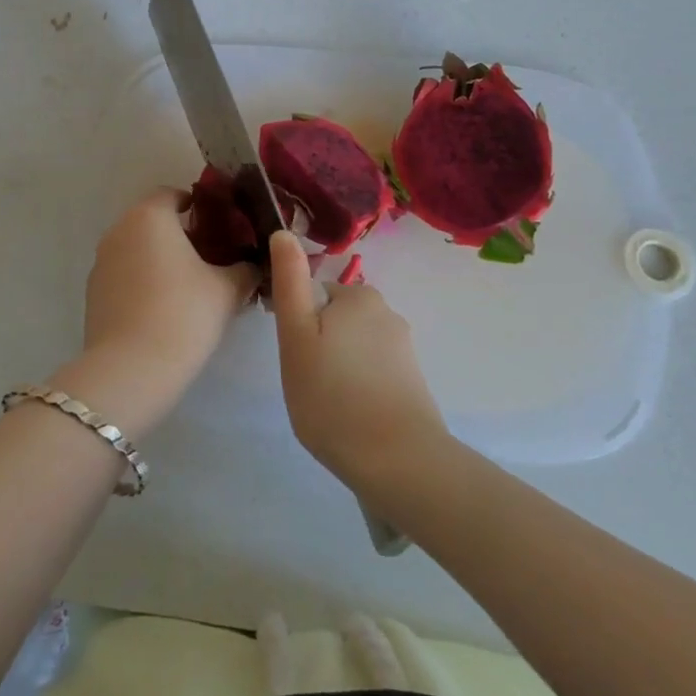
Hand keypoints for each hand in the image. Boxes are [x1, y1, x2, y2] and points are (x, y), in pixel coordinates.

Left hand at [56, 188, 257, 440]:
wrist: (130, 369)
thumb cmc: (183, 314)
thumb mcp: (228, 290)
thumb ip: (245, 269)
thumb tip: (254, 264)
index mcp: (150, 216)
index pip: (173, 194)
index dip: (198, 205)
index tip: (220, 225)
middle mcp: (120, 230)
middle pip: (154, 221)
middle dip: (181, 234)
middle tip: (212, 257)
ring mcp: (101, 262)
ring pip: (137, 248)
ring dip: (161, 258)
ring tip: (190, 287)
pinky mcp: (93, 293)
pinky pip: (124, 274)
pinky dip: (143, 281)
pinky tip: (164, 309)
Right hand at [268, 230, 447, 491]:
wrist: (398, 462)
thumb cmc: (333, 396)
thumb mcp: (296, 336)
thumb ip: (290, 282)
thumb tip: (283, 233)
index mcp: (358, 296)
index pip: (314, 296)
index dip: (297, 324)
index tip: (294, 357)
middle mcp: (386, 312)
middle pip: (335, 320)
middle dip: (319, 345)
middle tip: (308, 382)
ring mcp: (403, 348)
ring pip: (353, 347)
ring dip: (339, 367)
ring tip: (330, 405)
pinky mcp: (412, 381)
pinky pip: (372, 371)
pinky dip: (359, 387)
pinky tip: (353, 416)